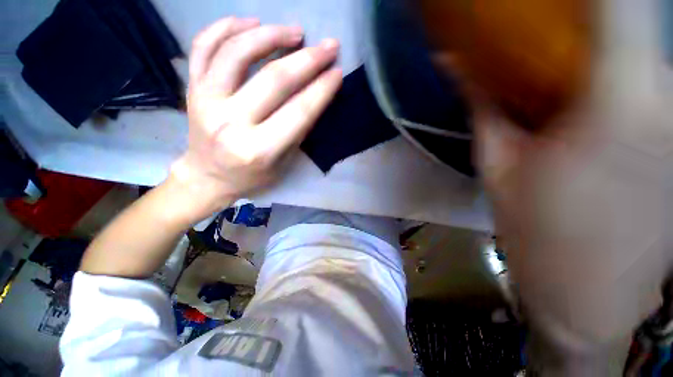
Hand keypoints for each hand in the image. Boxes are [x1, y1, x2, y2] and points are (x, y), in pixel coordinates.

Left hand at [169, 17, 341, 222]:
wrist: (207, 177)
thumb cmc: (250, 177)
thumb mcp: (282, 164)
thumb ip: (297, 132)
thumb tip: (314, 95)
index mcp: (258, 149)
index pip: (298, 112)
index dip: (321, 89)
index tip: (337, 72)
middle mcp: (230, 123)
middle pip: (273, 80)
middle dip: (307, 59)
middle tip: (328, 46)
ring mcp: (205, 101)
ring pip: (237, 52)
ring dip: (271, 35)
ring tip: (294, 31)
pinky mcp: (191, 88)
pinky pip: (204, 46)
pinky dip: (227, 26)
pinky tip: (251, 22)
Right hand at [464, 1, 670, 370]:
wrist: (589, 296)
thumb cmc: (537, 235)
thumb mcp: (497, 164)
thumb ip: (481, 103)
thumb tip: (453, 60)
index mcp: (620, 102)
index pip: (621, 3)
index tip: (540, 0)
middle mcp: (667, 97)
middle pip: (629, 18)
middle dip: (583, 17)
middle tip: (536, 36)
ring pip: (642, 50)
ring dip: (599, 45)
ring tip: (557, 71)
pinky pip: (652, 80)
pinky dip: (620, 72)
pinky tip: (587, 99)